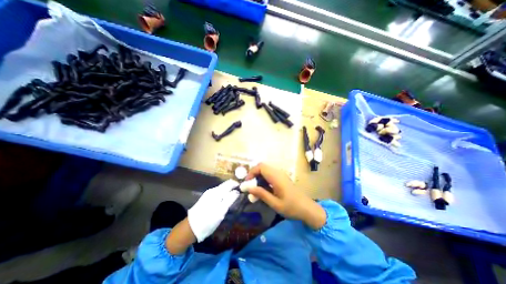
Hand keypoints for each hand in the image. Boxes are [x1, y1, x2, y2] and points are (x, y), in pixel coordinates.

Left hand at [186, 180, 239, 240]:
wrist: (190, 228)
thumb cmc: (208, 221)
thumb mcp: (221, 211)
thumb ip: (230, 200)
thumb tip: (237, 191)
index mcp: (217, 192)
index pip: (230, 183)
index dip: (237, 185)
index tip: (243, 190)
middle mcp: (212, 190)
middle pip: (226, 185)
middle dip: (233, 188)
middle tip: (239, 195)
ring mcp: (208, 193)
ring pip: (222, 189)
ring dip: (229, 191)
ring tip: (234, 199)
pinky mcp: (206, 198)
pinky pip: (218, 193)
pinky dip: (224, 195)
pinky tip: (225, 201)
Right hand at [246, 163, 325, 229]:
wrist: (307, 209)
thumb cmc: (292, 207)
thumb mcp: (275, 203)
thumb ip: (262, 194)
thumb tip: (249, 188)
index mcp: (276, 178)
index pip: (261, 167)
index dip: (252, 172)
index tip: (247, 182)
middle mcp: (278, 173)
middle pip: (263, 166)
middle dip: (254, 174)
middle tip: (250, 185)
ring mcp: (281, 175)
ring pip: (266, 170)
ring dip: (259, 176)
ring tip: (255, 188)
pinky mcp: (282, 178)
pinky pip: (270, 174)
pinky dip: (264, 178)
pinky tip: (264, 188)